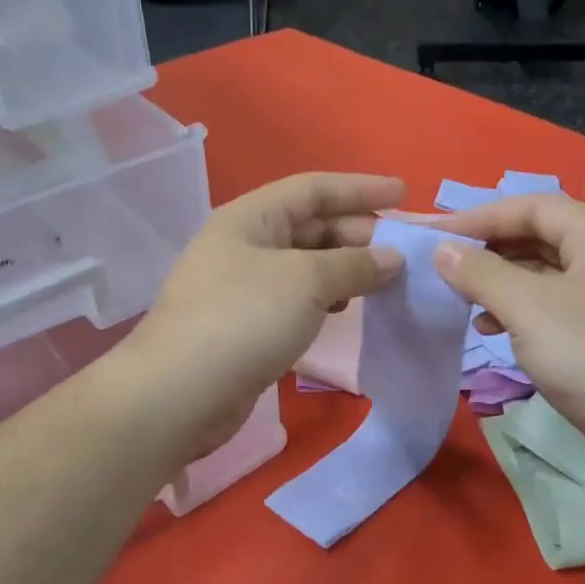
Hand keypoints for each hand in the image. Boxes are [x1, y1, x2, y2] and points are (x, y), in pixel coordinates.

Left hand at [120, 173, 405, 458]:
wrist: (179, 394)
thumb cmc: (244, 319)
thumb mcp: (306, 281)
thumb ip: (354, 265)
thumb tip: (392, 258)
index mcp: (251, 217)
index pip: (314, 188)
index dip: (361, 189)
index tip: (405, 196)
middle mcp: (245, 244)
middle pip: (311, 225)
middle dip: (358, 233)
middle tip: (404, 250)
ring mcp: (243, 286)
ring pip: (305, 265)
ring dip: (346, 268)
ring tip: (385, 280)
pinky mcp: (246, 325)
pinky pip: (297, 298)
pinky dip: (326, 298)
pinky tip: (347, 309)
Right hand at [430, 193, 584, 476]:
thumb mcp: (528, 307)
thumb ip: (480, 272)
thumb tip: (443, 250)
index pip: (532, 206)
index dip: (480, 216)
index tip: (434, 235)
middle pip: (539, 237)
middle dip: (489, 249)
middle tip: (443, 265)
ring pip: (544, 274)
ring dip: (500, 282)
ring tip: (462, 300)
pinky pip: (553, 306)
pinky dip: (519, 311)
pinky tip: (492, 330)